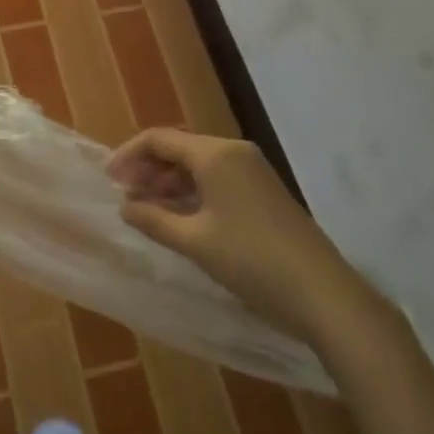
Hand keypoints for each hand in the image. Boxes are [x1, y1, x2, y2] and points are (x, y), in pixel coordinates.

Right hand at [109, 127, 340, 334]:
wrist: (324, 293)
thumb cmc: (251, 261)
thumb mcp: (195, 242)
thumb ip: (154, 219)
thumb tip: (125, 206)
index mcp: (215, 154)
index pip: (160, 139)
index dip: (130, 155)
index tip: (109, 180)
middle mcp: (234, 152)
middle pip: (180, 148)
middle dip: (149, 169)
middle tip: (127, 197)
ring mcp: (253, 170)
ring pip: (199, 164)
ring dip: (170, 182)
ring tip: (148, 209)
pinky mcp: (264, 191)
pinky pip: (218, 178)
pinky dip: (193, 192)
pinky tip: (181, 217)